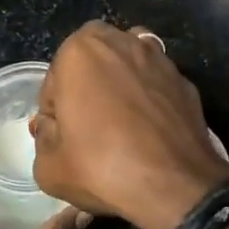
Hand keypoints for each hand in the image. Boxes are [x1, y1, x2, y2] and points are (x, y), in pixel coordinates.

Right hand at [32, 22, 228, 228]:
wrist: (175, 186)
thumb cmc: (102, 168)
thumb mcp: (48, 166)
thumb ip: (44, 136)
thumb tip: (55, 127)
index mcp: (79, 51)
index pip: (53, 82)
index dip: (54, 113)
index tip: (63, 139)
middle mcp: (120, 42)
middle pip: (91, 63)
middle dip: (86, 87)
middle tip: (88, 127)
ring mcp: (158, 58)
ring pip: (126, 66)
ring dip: (119, 85)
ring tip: (120, 124)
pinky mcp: (184, 79)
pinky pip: (155, 84)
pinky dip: (148, 98)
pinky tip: (149, 129)